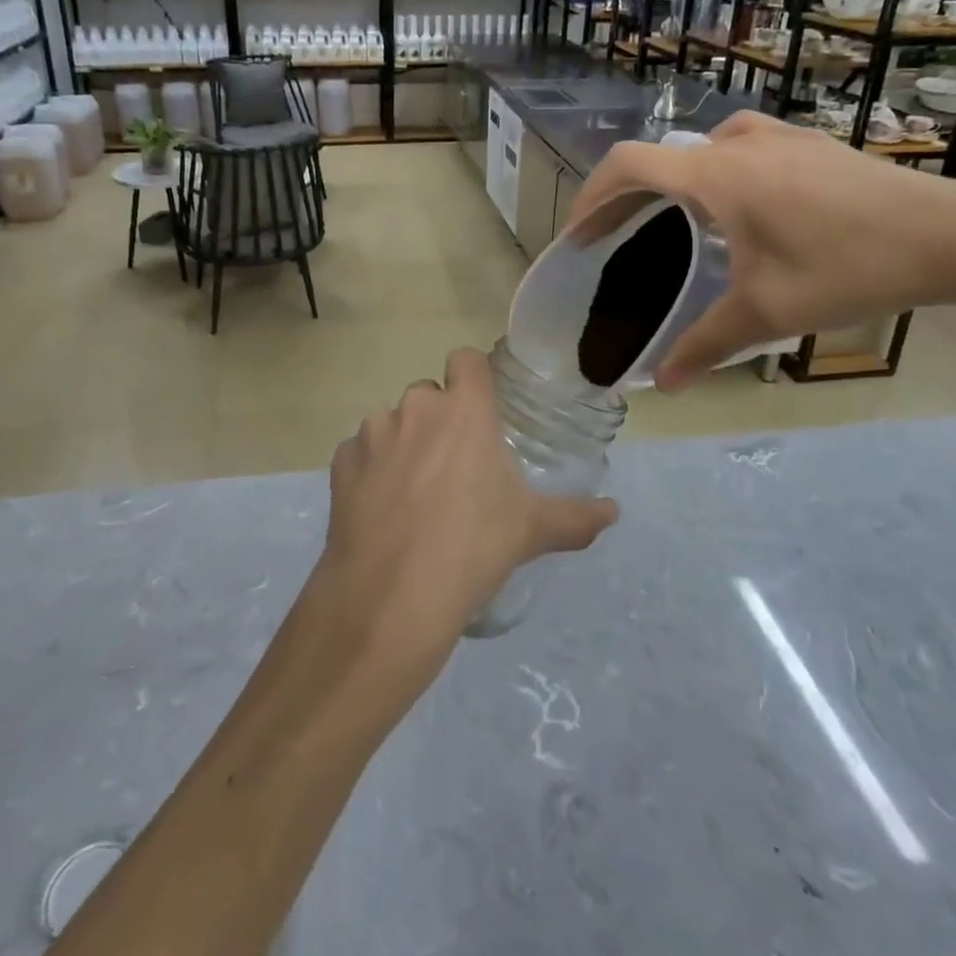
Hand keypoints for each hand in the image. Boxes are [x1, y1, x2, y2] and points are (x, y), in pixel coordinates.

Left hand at [317, 347, 617, 685]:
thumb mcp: (531, 531)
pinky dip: (370, 470)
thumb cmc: (473, 548)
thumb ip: (576, 517)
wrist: (392, 595)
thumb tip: (614, 512)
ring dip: (402, 444)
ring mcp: (372, 433)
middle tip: (454, 466)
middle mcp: (415, 408)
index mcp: (464, 411)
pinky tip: (380, 510)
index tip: (482, 408)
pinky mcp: (340, 463)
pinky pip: (359, 453)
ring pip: (391, 423)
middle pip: (428, 394)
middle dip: (439, 419)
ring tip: (413, 495)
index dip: (473, 377)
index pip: (466, 359)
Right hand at [563, 112, 955, 389]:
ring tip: (668, 218)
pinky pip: (737, 147)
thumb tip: (664, 385)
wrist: (953, 233)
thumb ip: (705, 345)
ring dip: (670, 178)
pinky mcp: (808, 144)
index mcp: (715, 176)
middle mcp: (737, 144)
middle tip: (610, 234)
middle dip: (624, 195)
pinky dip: (710, 171)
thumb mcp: (767, 313)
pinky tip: (736, 206)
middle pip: (658, 158)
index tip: (579, 234)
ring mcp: (777, 137)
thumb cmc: (849, 267)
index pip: (628, 166)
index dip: (592, 196)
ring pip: (699, 148)